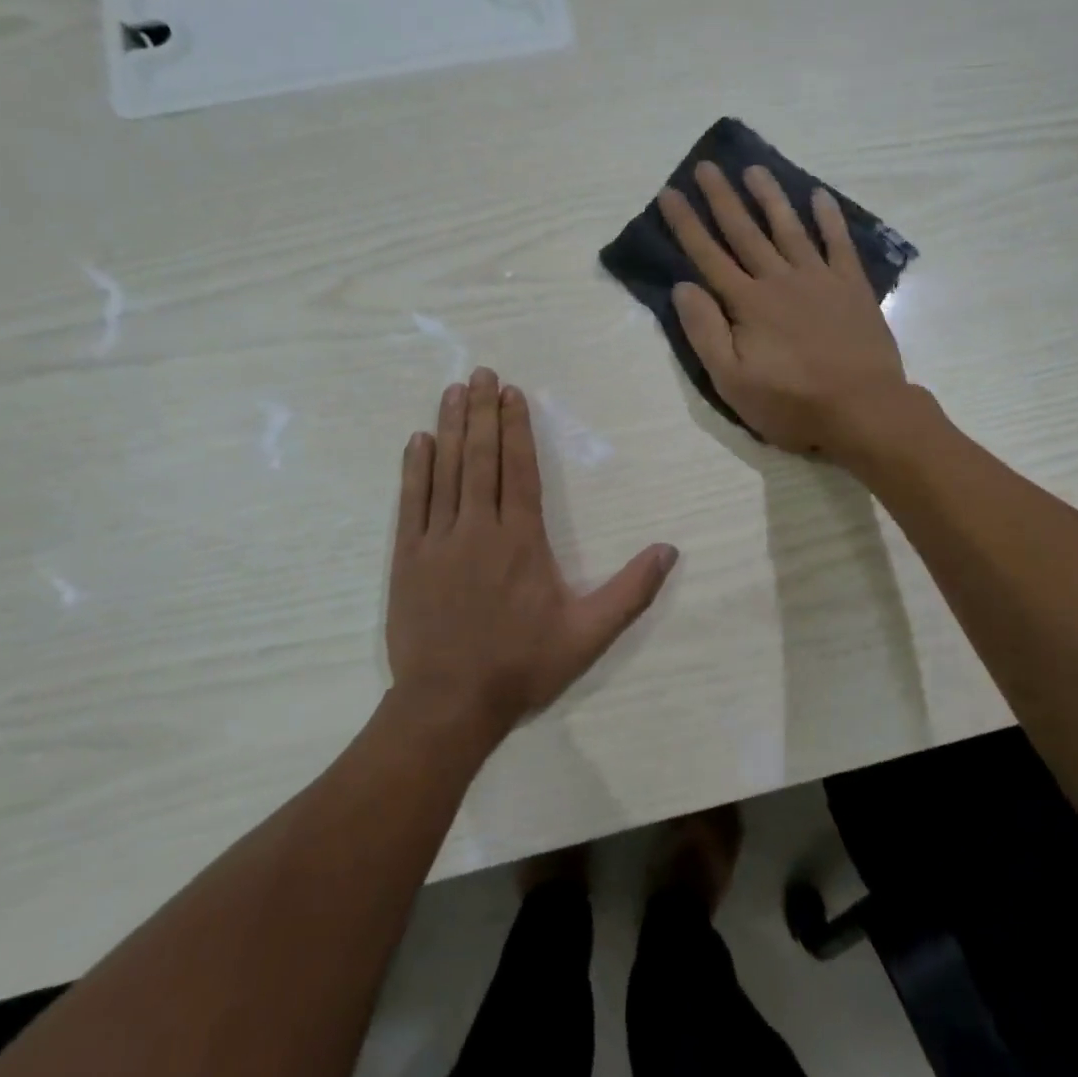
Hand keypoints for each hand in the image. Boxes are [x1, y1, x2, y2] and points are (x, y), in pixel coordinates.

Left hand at [385, 367, 679, 740]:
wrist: (449, 703)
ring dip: (451, 428)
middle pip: (482, 459)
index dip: (517, 428)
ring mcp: (438, 540)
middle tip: (480, 373)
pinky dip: (416, 469)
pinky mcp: (408, 558)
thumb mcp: (588, 634)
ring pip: (446, 471)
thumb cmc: (522, 665)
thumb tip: (669, 550)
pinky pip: (412, 502)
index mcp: (521, 540)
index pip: (519, 469)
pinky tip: (419, 441)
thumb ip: (630, 591)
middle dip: (483, 413)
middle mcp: (479, 528)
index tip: (511, 393)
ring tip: (454, 391)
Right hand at [659, 160, 910, 457]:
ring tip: (754, 169)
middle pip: (744, 232)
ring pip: (788, 228)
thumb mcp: (732, 381)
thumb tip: (683, 287)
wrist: (863, 409)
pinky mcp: (851, 286)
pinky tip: (818, 196)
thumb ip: (705, 332)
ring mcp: (819, 279)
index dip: (686, 224)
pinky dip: (828, 217)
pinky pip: (838, 242)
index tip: (670, 193)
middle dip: (722, 198)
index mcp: (747, 304)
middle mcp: (779, 280)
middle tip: (707, 166)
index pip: (708, 256)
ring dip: (770, 197)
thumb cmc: (792, 403)